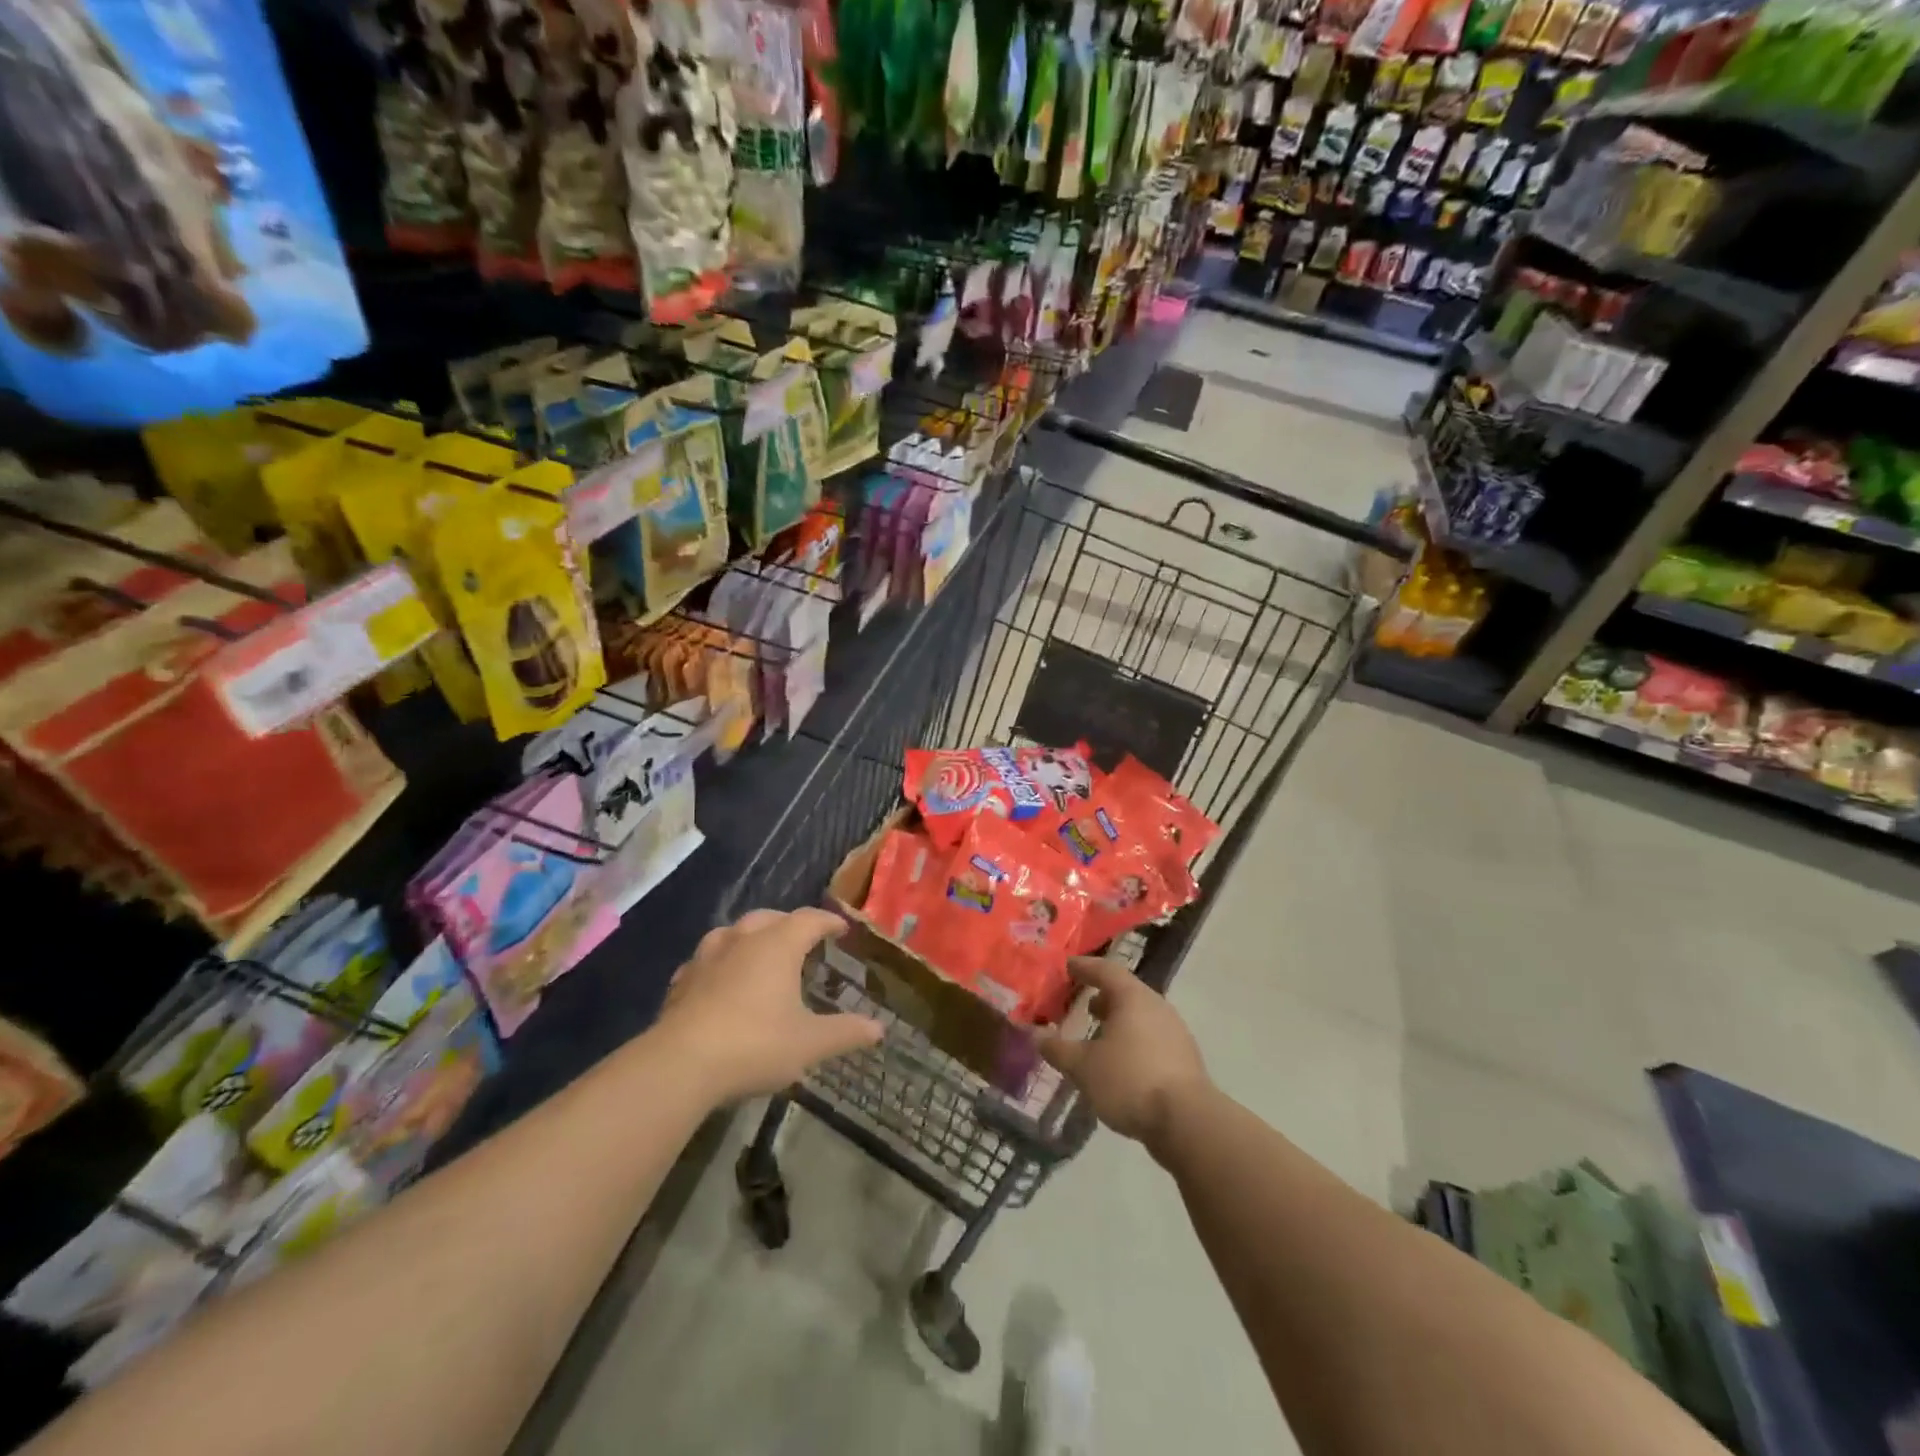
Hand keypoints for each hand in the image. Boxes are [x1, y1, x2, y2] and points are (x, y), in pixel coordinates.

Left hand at [655, 908, 883, 1102]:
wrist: (680, 1065)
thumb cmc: (755, 1044)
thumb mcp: (810, 1043)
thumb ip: (846, 1032)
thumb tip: (879, 1028)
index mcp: (778, 945)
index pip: (809, 920)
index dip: (828, 922)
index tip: (841, 929)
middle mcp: (742, 941)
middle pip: (769, 918)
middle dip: (788, 924)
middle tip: (802, 939)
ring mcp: (707, 958)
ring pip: (732, 933)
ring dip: (749, 937)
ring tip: (758, 952)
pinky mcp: (682, 982)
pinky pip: (705, 961)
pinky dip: (719, 964)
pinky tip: (719, 982)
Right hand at [1037, 957, 1210, 1148]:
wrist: (1187, 1122)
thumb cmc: (1130, 1080)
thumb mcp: (1084, 1066)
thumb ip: (1058, 1049)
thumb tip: (1035, 1034)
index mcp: (1133, 998)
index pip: (1106, 970)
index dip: (1085, 967)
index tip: (1068, 966)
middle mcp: (1157, 1007)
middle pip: (1127, 993)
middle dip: (1103, 997)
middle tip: (1083, 1004)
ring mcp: (1175, 1033)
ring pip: (1141, 1017)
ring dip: (1118, 1022)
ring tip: (1098, 1036)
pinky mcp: (1184, 1060)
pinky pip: (1152, 1039)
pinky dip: (1132, 1042)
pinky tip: (1120, 1064)